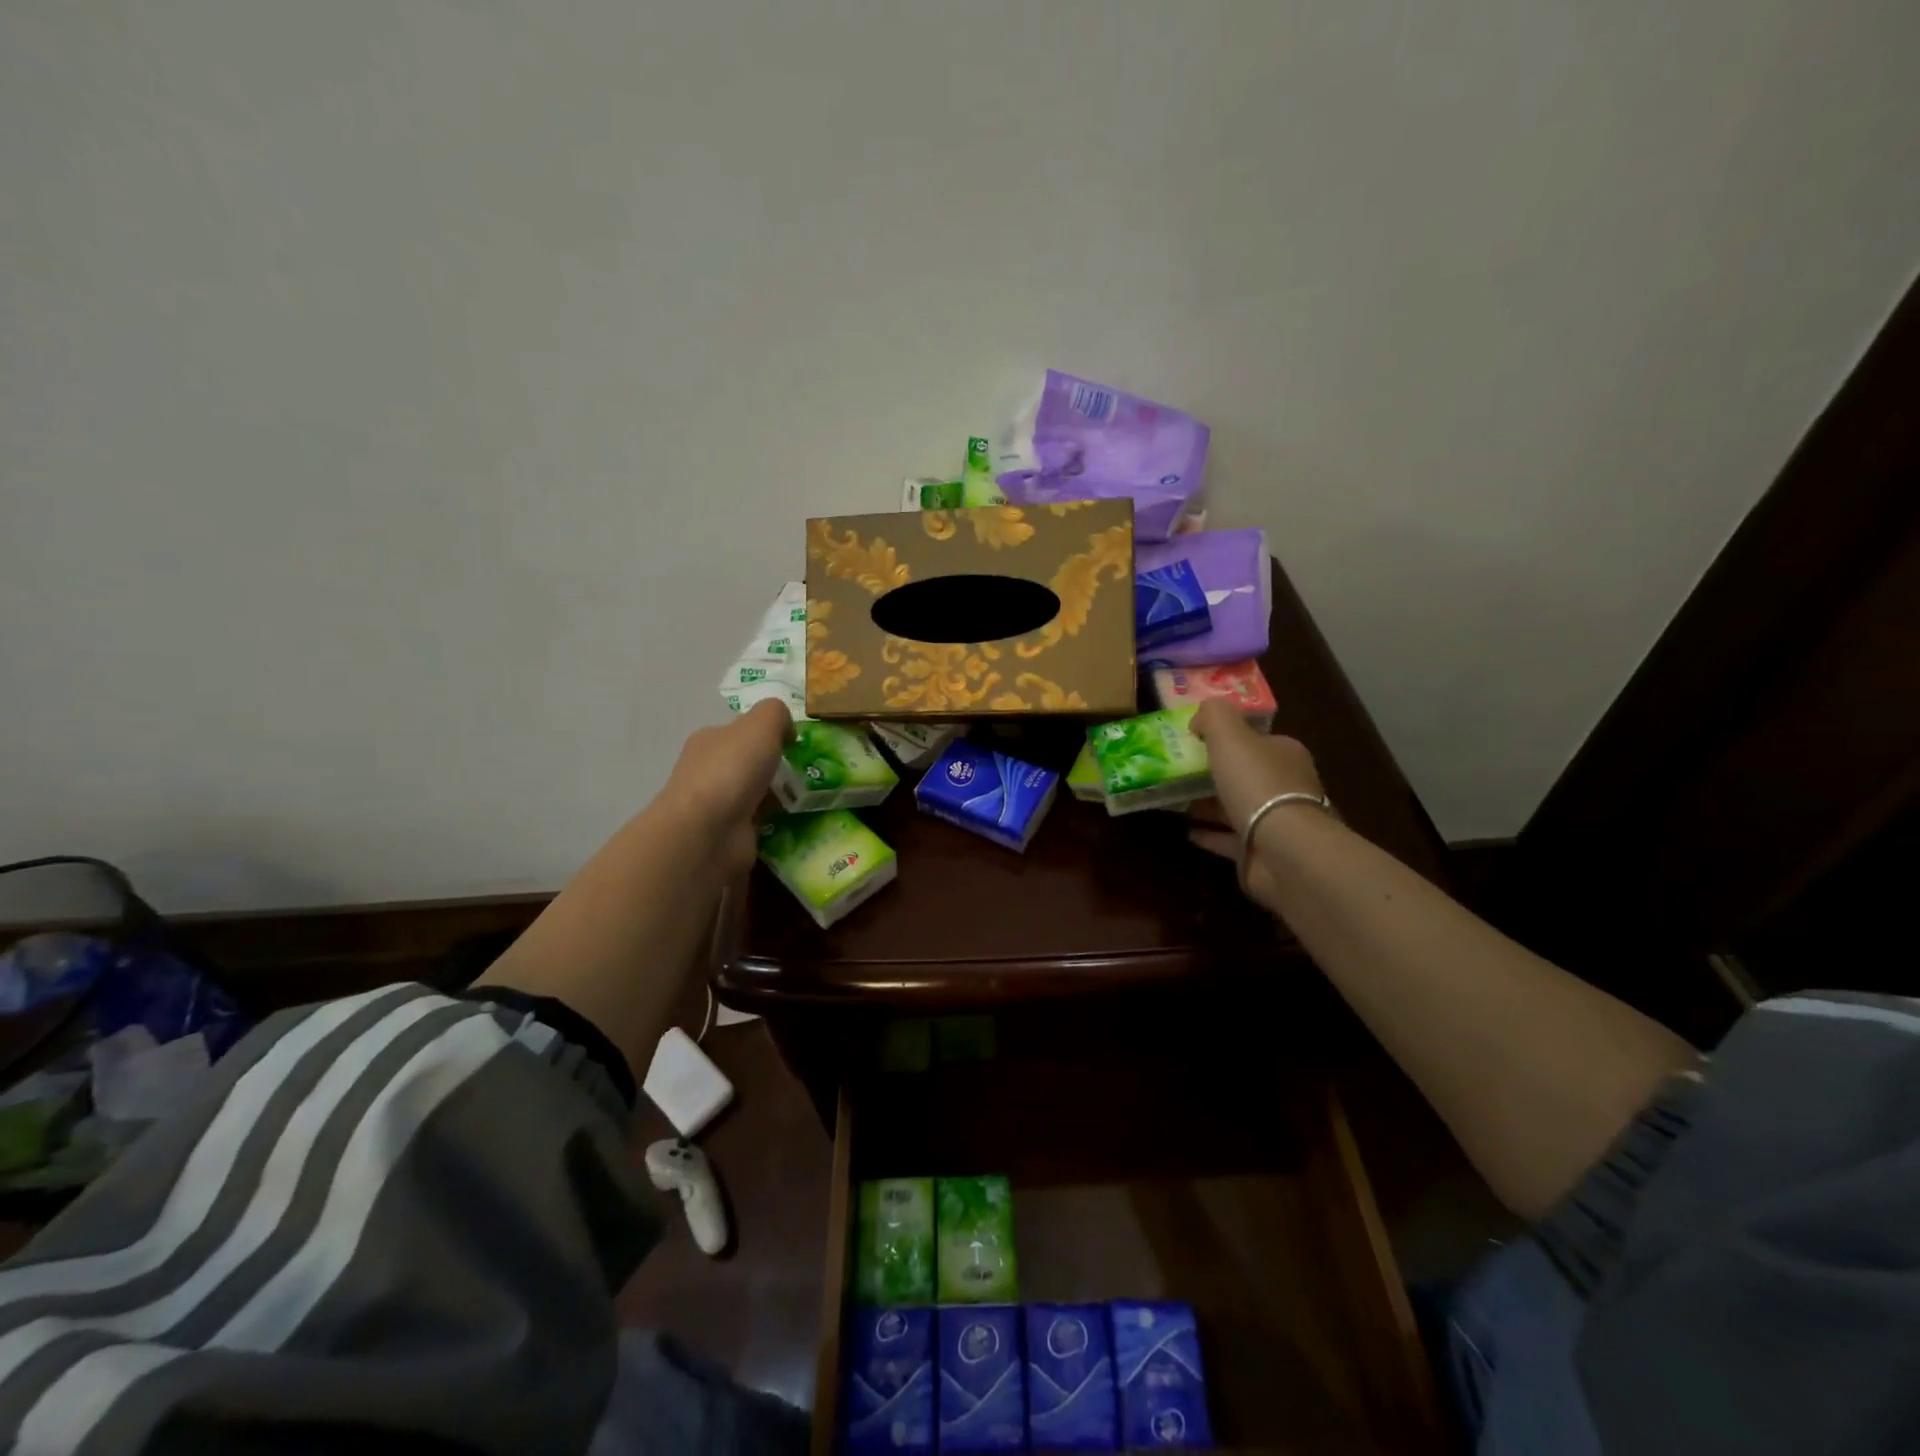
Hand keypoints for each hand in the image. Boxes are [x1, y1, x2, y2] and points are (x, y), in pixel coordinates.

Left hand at [658, 699, 791, 874]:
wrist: (708, 831)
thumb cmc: (733, 769)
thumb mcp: (762, 724)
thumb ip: (776, 714)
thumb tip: (786, 731)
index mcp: (709, 740)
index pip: (739, 732)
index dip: (766, 734)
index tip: (793, 745)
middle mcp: (707, 770)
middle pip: (747, 764)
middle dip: (773, 768)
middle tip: (804, 775)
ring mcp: (715, 806)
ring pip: (753, 795)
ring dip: (776, 799)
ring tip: (806, 800)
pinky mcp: (726, 835)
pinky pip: (756, 825)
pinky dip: (773, 824)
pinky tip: (793, 824)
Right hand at [1187, 699, 1328, 911]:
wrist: (1282, 848)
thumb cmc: (1257, 784)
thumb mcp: (1230, 735)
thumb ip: (1214, 716)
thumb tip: (1200, 717)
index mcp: (1285, 754)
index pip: (1257, 741)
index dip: (1229, 739)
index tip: (1196, 741)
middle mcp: (1286, 786)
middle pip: (1246, 774)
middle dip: (1216, 773)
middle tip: (1180, 771)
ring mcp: (1277, 823)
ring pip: (1238, 807)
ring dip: (1209, 804)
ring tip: (1175, 799)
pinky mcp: (1263, 852)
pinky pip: (1230, 839)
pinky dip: (1209, 834)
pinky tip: (1186, 830)